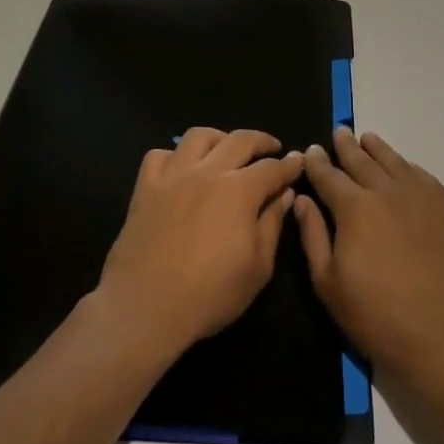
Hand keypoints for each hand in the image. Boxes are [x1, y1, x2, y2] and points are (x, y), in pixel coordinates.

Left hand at [96, 128, 303, 364]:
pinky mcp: (145, 188)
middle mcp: (207, 172)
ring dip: (219, 138)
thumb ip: (272, 224)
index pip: (271, 168)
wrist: (145, 306)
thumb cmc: (210, 294)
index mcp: (239, 190)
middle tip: (272, 148)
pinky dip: (175, 156)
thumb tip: (284, 195)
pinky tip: (182, 169)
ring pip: (198, 137)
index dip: (289, 165)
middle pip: (239, 140)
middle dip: (261, 141)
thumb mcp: (258, 267)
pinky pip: (159, 155)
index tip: (298, 161)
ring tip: (226, 150)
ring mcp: (172, 176)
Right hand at [295, 128, 443, 394]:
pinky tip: (403, 167)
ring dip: (377, 148)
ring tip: (367, 139)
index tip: (310, 151)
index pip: (328, 175)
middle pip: (362, 160)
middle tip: (339, 133)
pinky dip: (407, 166)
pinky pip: (422, 176)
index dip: (317, 162)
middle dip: (346, 146)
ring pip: (394, 161)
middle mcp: (387, 191)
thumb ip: (312, 235)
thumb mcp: (328, 283)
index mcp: (354, 207)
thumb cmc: (377, 316)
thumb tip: (301, 199)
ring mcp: (421, 197)